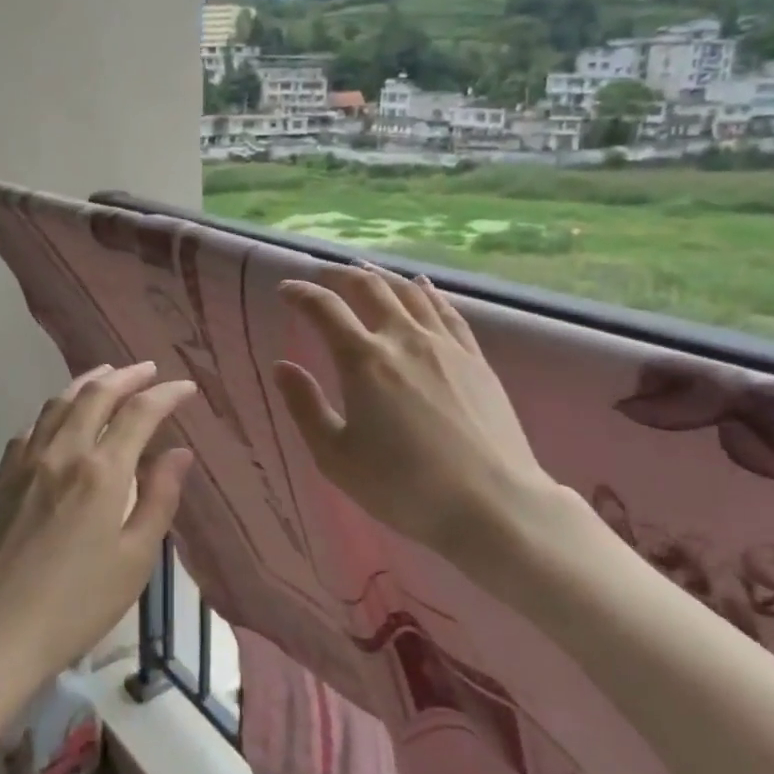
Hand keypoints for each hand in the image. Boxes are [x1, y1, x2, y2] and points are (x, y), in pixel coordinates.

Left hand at [0, 363, 196, 703]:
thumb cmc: (73, 606)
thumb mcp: (134, 561)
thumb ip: (159, 500)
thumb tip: (179, 453)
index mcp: (102, 471)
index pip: (140, 413)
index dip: (166, 394)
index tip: (186, 388)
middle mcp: (63, 452)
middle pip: (96, 394)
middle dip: (127, 376)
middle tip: (148, 369)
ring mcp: (26, 461)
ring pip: (59, 402)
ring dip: (88, 382)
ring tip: (107, 375)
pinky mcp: (1, 478)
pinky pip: (32, 426)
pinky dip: (55, 409)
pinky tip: (59, 417)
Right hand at [273, 264, 576, 571]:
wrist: (492, 504)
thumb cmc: (403, 486)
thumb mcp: (336, 457)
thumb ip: (304, 407)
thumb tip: (282, 367)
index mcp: (364, 361)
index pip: (325, 309)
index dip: (301, 293)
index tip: (286, 289)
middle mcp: (403, 338)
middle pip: (369, 287)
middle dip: (339, 275)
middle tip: (322, 274)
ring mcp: (445, 345)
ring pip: (409, 292)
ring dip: (382, 276)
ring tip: (365, 270)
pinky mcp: (476, 358)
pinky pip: (447, 310)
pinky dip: (427, 291)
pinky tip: (421, 286)